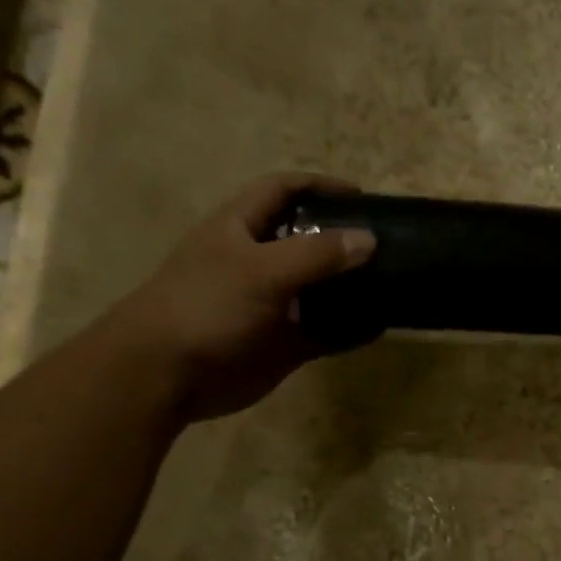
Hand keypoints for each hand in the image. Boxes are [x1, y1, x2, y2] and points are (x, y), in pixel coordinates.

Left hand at [101, 173, 375, 421]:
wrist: (167, 373)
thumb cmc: (206, 306)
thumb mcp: (261, 270)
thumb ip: (317, 253)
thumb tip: (369, 239)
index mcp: (241, 229)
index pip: (282, 191)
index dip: (319, 186)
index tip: (362, 196)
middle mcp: (258, 262)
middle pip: (307, 240)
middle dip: (344, 238)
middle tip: (387, 242)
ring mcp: (273, 305)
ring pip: (321, 289)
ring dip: (352, 286)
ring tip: (392, 281)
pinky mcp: (283, 343)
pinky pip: (326, 331)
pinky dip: (351, 329)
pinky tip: (380, 326)